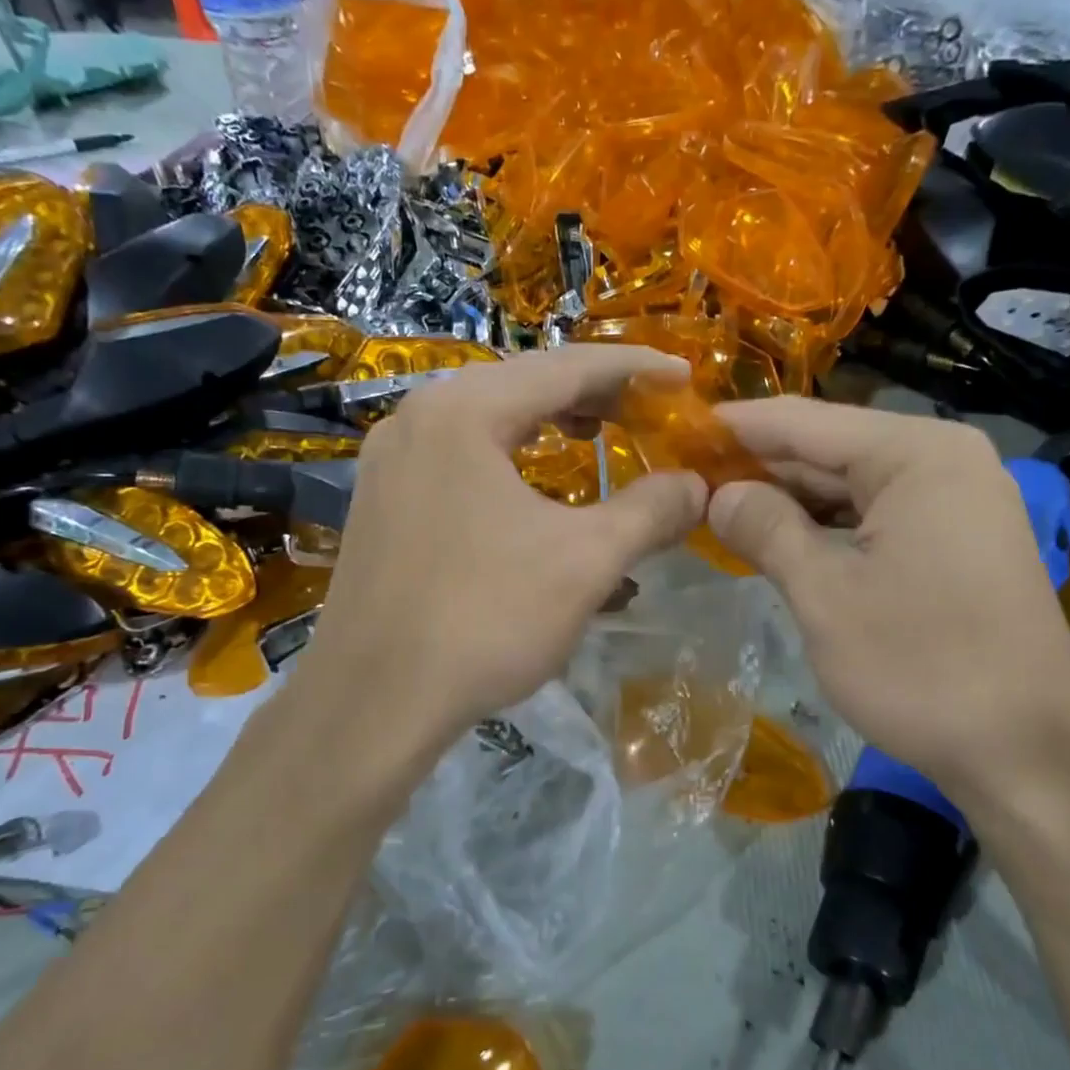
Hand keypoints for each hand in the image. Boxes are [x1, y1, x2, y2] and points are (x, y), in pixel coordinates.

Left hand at [295, 346, 706, 773]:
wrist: (372, 703)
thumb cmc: (483, 620)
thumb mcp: (586, 561)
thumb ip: (650, 511)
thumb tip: (698, 486)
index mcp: (464, 411)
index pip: (566, 366)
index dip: (635, 368)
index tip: (684, 376)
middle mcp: (418, 417)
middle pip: (523, 384)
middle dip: (593, 395)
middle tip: (647, 410)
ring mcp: (391, 459)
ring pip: (489, 420)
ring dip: (550, 424)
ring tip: (598, 437)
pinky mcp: (383, 500)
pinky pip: (461, 456)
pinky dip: (511, 458)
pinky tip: (534, 488)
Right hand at [708, 398, 1069, 819]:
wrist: (1030, 757)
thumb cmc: (921, 667)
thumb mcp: (825, 595)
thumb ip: (765, 529)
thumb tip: (718, 494)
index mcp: (916, 453)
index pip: (804, 422)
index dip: (735, 427)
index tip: (676, 431)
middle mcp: (944, 460)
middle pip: (829, 449)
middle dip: (758, 467)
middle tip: (686, 479)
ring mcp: (958, 501)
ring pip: (851, 486)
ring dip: (789, 500)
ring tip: (719, 509)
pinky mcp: (959, 541)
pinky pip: (877, 516)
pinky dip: (827, 527)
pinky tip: (781, 539)